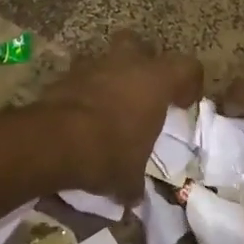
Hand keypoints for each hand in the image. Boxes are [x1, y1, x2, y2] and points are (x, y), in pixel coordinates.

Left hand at [35, 30, 203, 199]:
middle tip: (143, 91)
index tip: (182, 104)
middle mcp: (127, 63)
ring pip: (107, 57)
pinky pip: (81, 76)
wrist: (54, 141)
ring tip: (109, 103)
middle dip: (143, 63)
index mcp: (156, 81)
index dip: (189, 83)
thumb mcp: (129, 176)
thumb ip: (135, 182)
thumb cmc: (108, 151)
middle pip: (142, 46)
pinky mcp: (65, 75)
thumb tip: (134, 197)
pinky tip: (82, 114)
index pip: (187, 66)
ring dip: (110, 75)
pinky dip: (84, 90)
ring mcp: (93, 65)